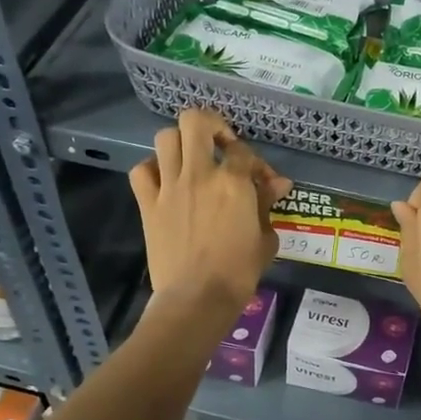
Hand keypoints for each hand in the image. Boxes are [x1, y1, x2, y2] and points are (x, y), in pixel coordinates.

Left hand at [131, 110, 291, 318]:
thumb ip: (268, 205)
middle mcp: (199, 174)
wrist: (196, 298)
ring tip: (192, 159)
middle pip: (196, 122)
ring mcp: (169, 187)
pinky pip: (141, 171)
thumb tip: (279, 183)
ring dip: (181, 143)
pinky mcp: (148, 204)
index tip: (262, 182)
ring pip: (165, 138)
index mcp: (233, 182)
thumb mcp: (265, 238)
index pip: (244, 152)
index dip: (256, 163)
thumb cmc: (238, 272)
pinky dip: (152, 169)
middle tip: (220, 145)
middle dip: (211, 125)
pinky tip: (165, 181)